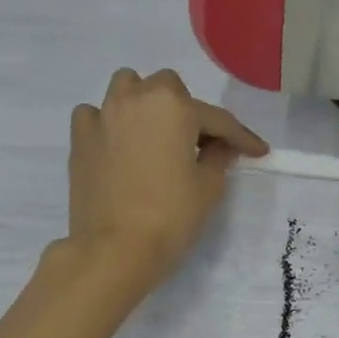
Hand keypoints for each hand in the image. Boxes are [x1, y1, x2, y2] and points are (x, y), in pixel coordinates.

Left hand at [64, 68, 267, 294]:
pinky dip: (107, 123)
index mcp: (175, 107)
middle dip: (185, 110)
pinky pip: (94, 115)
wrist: (114, 250)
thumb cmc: (170, 217)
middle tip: (195, 143)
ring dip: (143, 102)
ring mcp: (103, 115)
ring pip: (126, 88)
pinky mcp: (80, 137)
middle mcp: (137, 98)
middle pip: (168, 89)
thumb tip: (221, 146)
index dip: (241, 137)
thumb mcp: (208, 188)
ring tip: (152, 133)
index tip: (258, 151)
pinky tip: (116, 145)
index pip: (217, 119)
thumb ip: (219, 157)